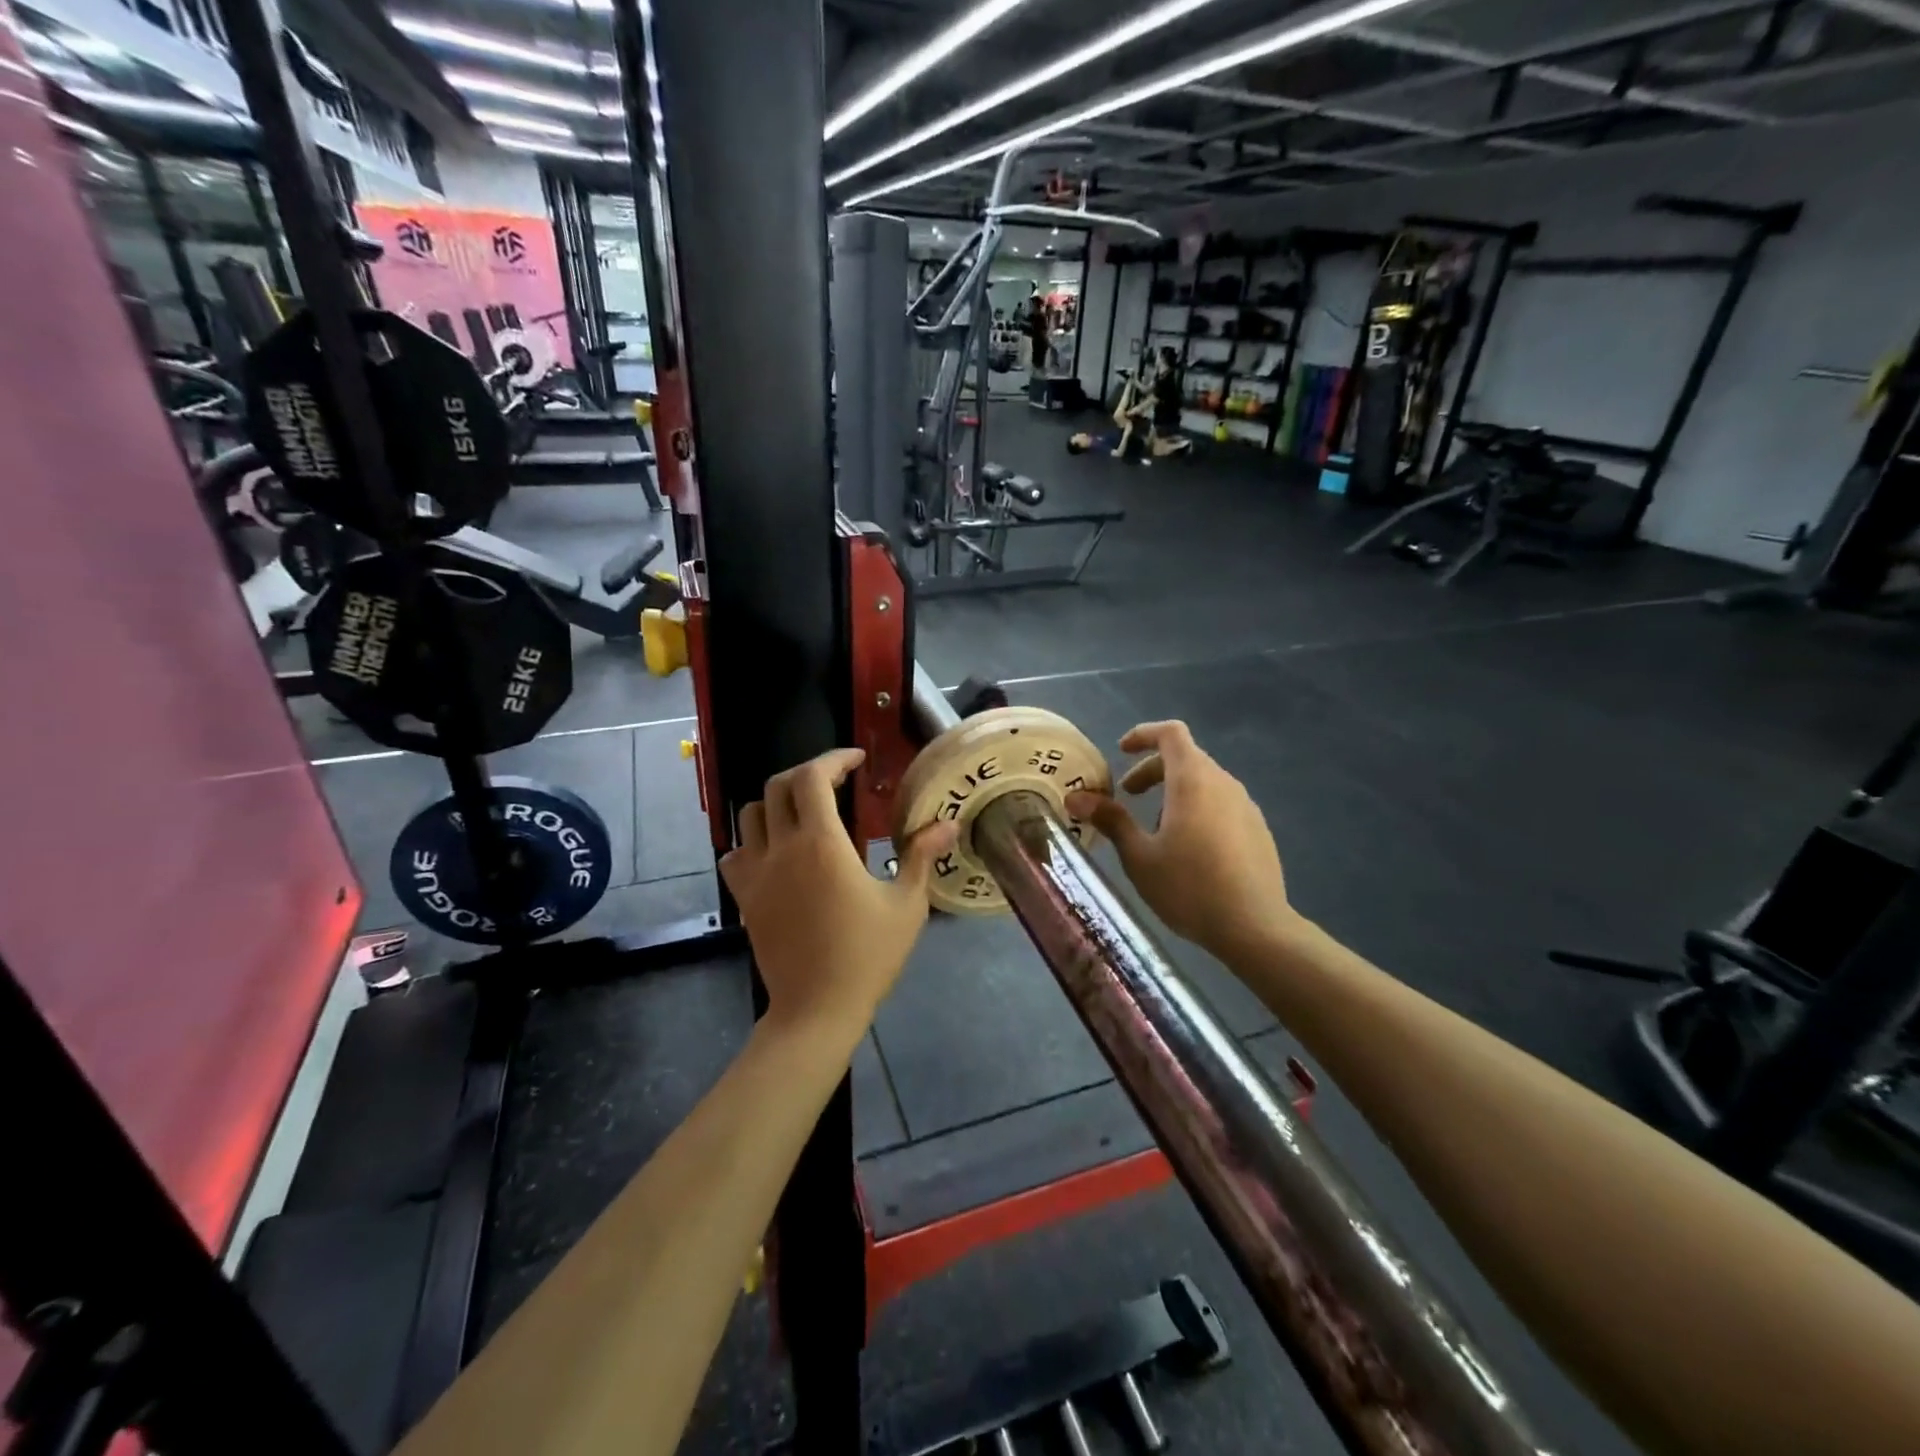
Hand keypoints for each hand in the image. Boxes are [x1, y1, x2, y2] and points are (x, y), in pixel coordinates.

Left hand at [721, 748, 958, 1034]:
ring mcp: (756, 874)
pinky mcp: (745, 898)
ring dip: (778, 802)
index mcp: (822, 844)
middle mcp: (782, 849)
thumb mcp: (907, 905)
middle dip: (807, 773)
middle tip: (835, 781)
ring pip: (751, 815)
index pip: (813, 778)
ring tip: (806, 813)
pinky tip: (777, 853)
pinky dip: (752, 841)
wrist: (817, 1009)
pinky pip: (736, 853)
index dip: (834, 758)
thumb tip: (948, 824)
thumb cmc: (868, 955)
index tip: (856, 760)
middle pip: (778, 786)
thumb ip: (922, 856)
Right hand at [1065, 722, 1296, 961]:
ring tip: (1154, 829)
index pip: (1170, 733)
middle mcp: (1223, 784)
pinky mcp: (1258, 829)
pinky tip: (1188, 850)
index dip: (1143, 735)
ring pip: (1204, 782)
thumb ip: (1111, 820)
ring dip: (1174, 792)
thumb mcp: (1139, 857)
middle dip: (1152, 770)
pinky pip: (1221, 804)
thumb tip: (1076, 797)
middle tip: (1127, 796)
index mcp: (1192, 781)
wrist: (1255, 927)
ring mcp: (1246, 806)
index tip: (1121, 751)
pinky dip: (1197, 809)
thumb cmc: (1189, 887)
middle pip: (1186, 757)